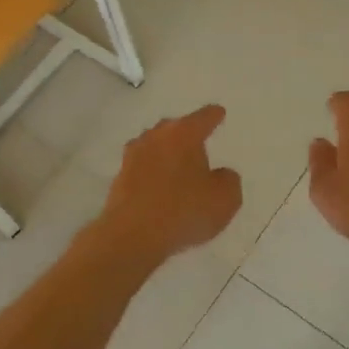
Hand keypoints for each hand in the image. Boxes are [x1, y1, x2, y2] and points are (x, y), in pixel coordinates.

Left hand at [96, 105, 242, 260]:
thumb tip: (220, 175)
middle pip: (174, 128)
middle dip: (186, 134)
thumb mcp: (225, 198)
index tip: (218, 113)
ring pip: (155, 146)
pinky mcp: (120, 179)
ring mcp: (133, 157)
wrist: (132, 236)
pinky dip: (152, 174)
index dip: (214, 116)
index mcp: (184, 133)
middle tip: (198, 144)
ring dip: (166, 153)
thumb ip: (228, 180)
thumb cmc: (184, 210)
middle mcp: (156, 137)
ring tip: (178, 166)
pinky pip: (143, 169)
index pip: (203, 118)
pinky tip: (160, 188)